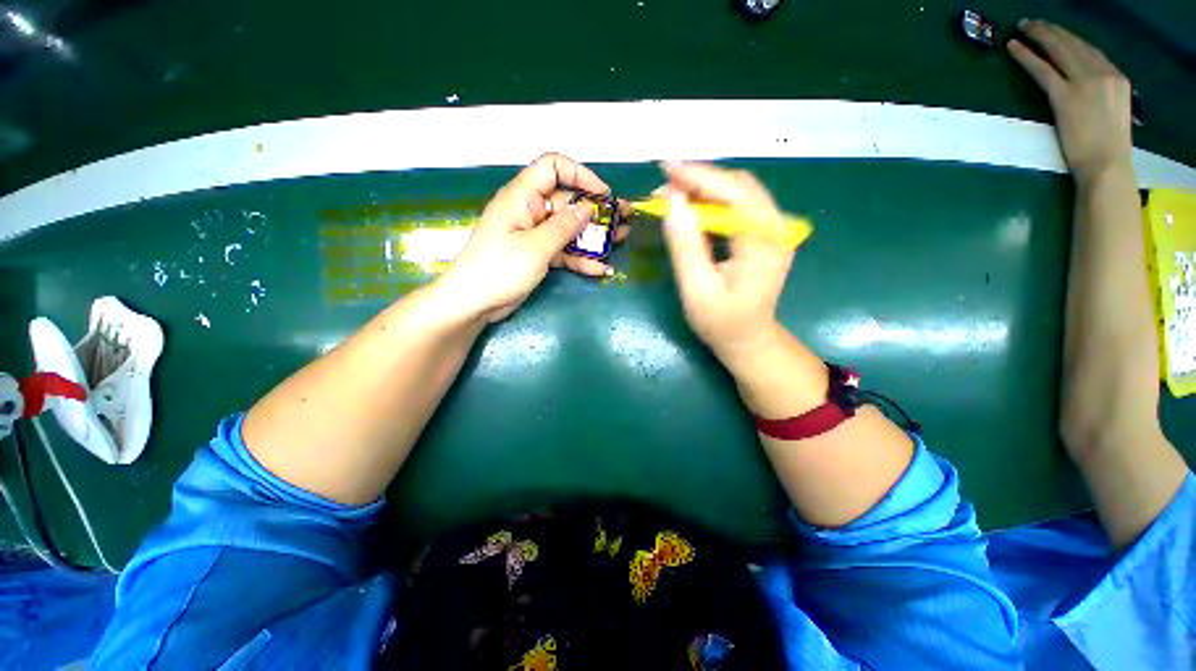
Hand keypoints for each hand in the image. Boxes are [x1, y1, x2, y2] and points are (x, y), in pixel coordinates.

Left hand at [439, 153, 629, 322]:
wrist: (474, 302)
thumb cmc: (500, 269)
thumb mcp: (536, 247)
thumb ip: (564, 227)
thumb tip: (587, 208)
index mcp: (523, 197)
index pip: (553, 168)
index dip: (580, 175)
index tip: (603, 194)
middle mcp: (530, 211)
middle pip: (567, 202)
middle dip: (596, 211)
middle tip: (623, 219)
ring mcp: (534, 234)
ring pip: (569, 228)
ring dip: (593, 236)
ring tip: (620, 241)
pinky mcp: (537, 254)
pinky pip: (563, 250)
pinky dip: (580, 258)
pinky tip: (599, 269)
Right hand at [658, 162, 793, 362]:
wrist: (747, 341)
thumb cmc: (721, 322)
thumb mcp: (697, 289)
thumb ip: (685, 245)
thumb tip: (672, 201)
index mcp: (765, 242)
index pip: (735, 193)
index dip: (699, 177)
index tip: (666, 168)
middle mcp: (776, 229)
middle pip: (739, 187)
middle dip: (699, 180)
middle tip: (663, 184)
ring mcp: (772, 231)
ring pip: (737, 194)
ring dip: (703, 190)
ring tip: (670, 194)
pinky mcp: (762, 236)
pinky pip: (736, 208)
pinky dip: (711, 203)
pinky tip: (690, 208)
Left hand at [1008, 20, 1133, 181]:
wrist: (1107, 165)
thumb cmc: (1107, 147)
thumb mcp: (1112, 111)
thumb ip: (1101, 93)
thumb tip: (1085, 85)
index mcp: (1118, 78)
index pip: (1090, 50)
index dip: (1069, 38)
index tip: (1054, 30)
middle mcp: (1104, 73)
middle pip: (1073, 44)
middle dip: (1051, 31)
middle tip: (1031, 23)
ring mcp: (1085, 83)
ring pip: (1058, 51)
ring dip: (1039, 36)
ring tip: (1022, 28)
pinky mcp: (1065, 97)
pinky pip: (1042, 70)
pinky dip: (1027, 56)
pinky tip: (1013, 47)